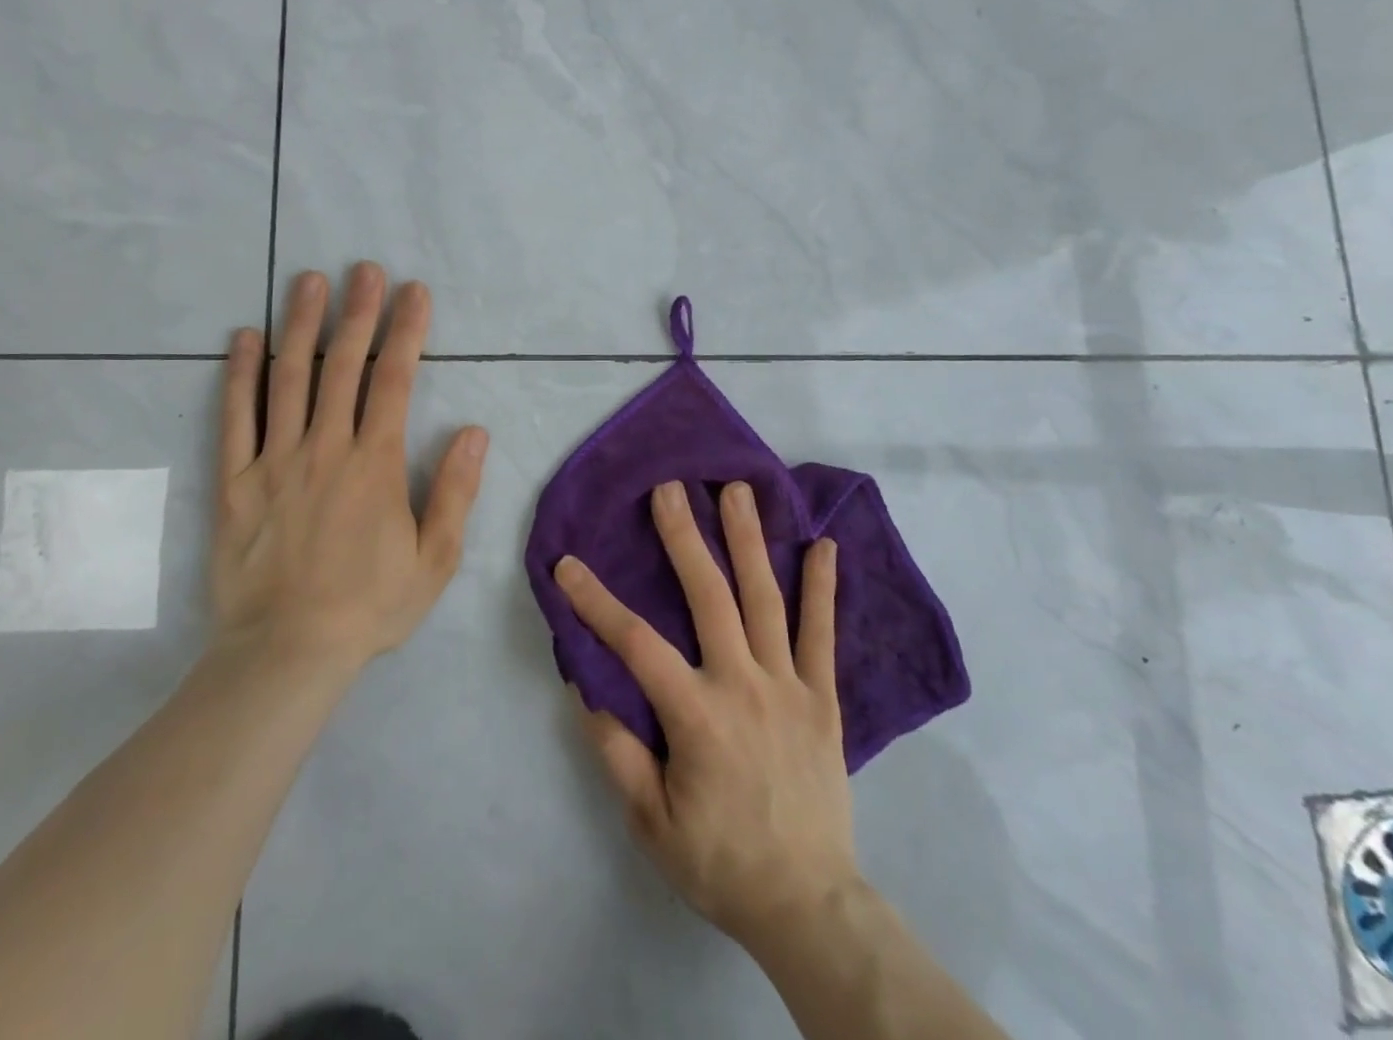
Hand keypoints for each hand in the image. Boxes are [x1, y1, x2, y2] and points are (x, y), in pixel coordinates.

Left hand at [212, 263, 488, 673]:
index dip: (407, 332)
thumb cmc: (369, 607)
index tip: (414, 292)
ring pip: (288, 379)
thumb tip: (476, 431)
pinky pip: (235, 418)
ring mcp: (274, 461)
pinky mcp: (234, 481)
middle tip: (364, 268)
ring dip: (300, 325)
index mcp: (375, 464)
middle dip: (357, 312)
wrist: (287, 652)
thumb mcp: (435, 559)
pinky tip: (244, 338)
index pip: (395, 381)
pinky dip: (238, 374)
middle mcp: (325, 449)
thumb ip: (455, 492)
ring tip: (308, 280)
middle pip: (342, 366)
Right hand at [555, 480, 856, 952]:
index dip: (596, 602)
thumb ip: (617, 753)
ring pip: (766, 600)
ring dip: (749, 540)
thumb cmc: (720, 862)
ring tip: (738, 491)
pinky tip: (825, 546)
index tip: (567, 564)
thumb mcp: (651, 822)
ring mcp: (789, 686)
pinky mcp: (823, 698)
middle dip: (684, 537)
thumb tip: (586, 687)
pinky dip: (823, 588)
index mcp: (697, 715)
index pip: (636, 644)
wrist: (809, 904)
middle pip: (710, 596)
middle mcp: (743, 684)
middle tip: (670, 488)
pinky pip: (823, 634)